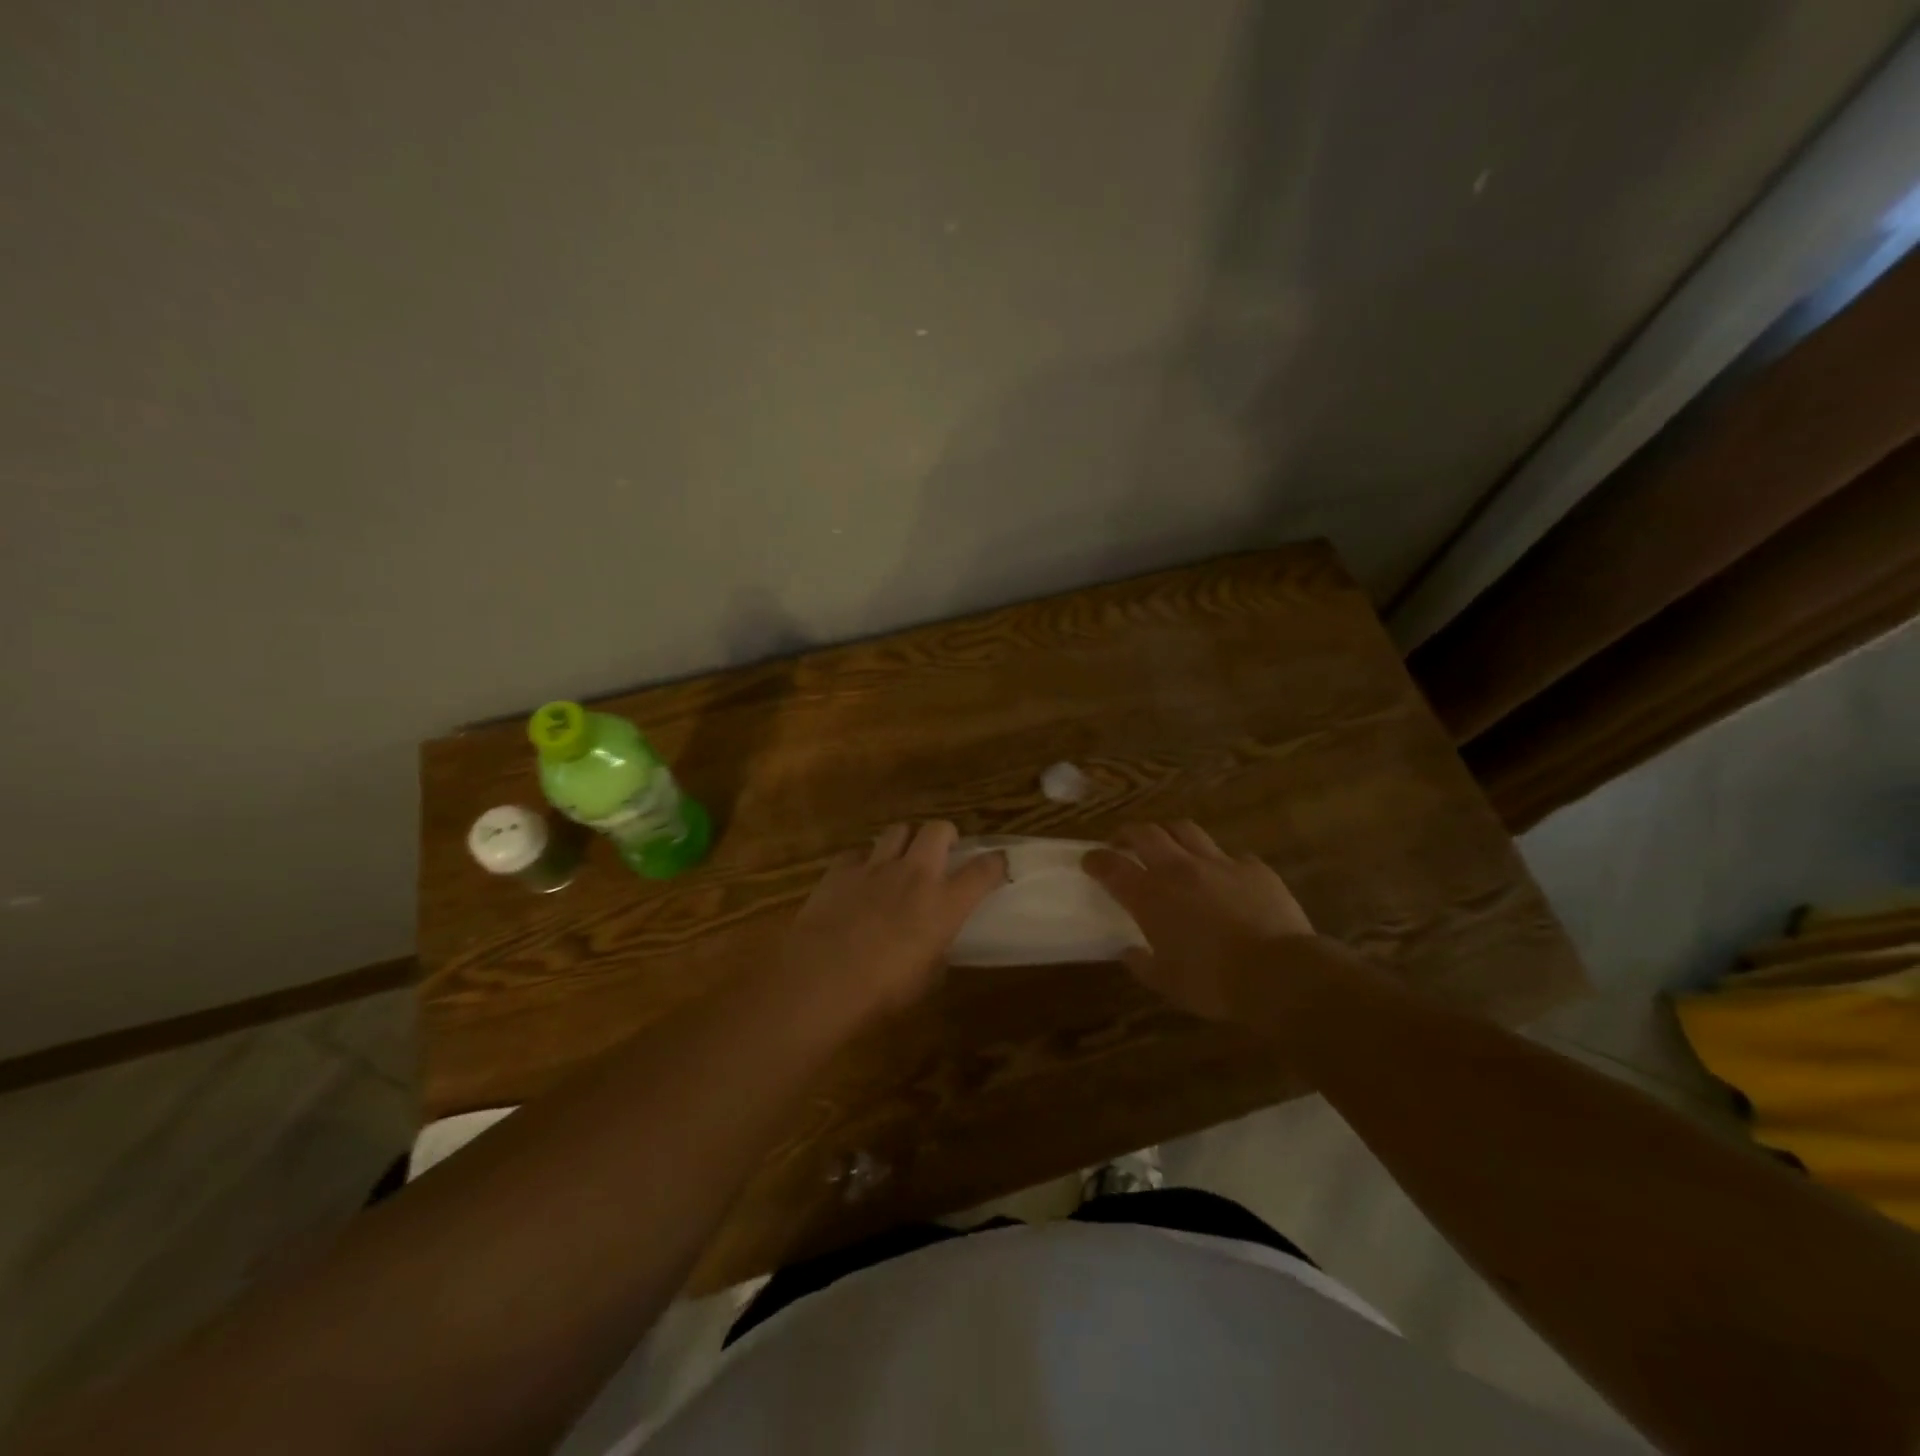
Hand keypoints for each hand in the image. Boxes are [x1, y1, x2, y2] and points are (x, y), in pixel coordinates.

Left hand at [786, 821, 1007, 1016]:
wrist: (821, 980)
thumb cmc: (881, 991)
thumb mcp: (925, 980)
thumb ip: (937, 953)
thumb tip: (936, 946)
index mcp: (945, 903)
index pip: (984, 869)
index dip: (996, 863)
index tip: (998, 864)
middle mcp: (915, 874)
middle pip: (938, 829)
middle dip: (945, 835)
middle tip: (943, 852)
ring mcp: (875, 867)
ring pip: (898, 830)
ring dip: (905, 841)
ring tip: (901, 859)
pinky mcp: (840, 870)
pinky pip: (858, 852)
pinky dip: (864, 861)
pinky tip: (860, 879)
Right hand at [1084, 821, 1315, 1021]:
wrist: (1279, 974)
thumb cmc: (1213, 983)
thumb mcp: (1167, 983)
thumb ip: (1143, 964)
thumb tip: (1130, 952)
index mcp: (1151, 896)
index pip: (1112, 866)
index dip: (1096, 860)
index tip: (1089, 860)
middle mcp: (1179, 869)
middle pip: (1146, 833)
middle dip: (1128, 833)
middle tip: (1123, 843)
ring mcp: (1219, 863)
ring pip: (1186, 831)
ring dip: (1170, 834)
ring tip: (1168, 846)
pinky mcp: (1254, 868)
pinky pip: (1231, 855)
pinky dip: (1219, 862)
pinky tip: (1223, 876)